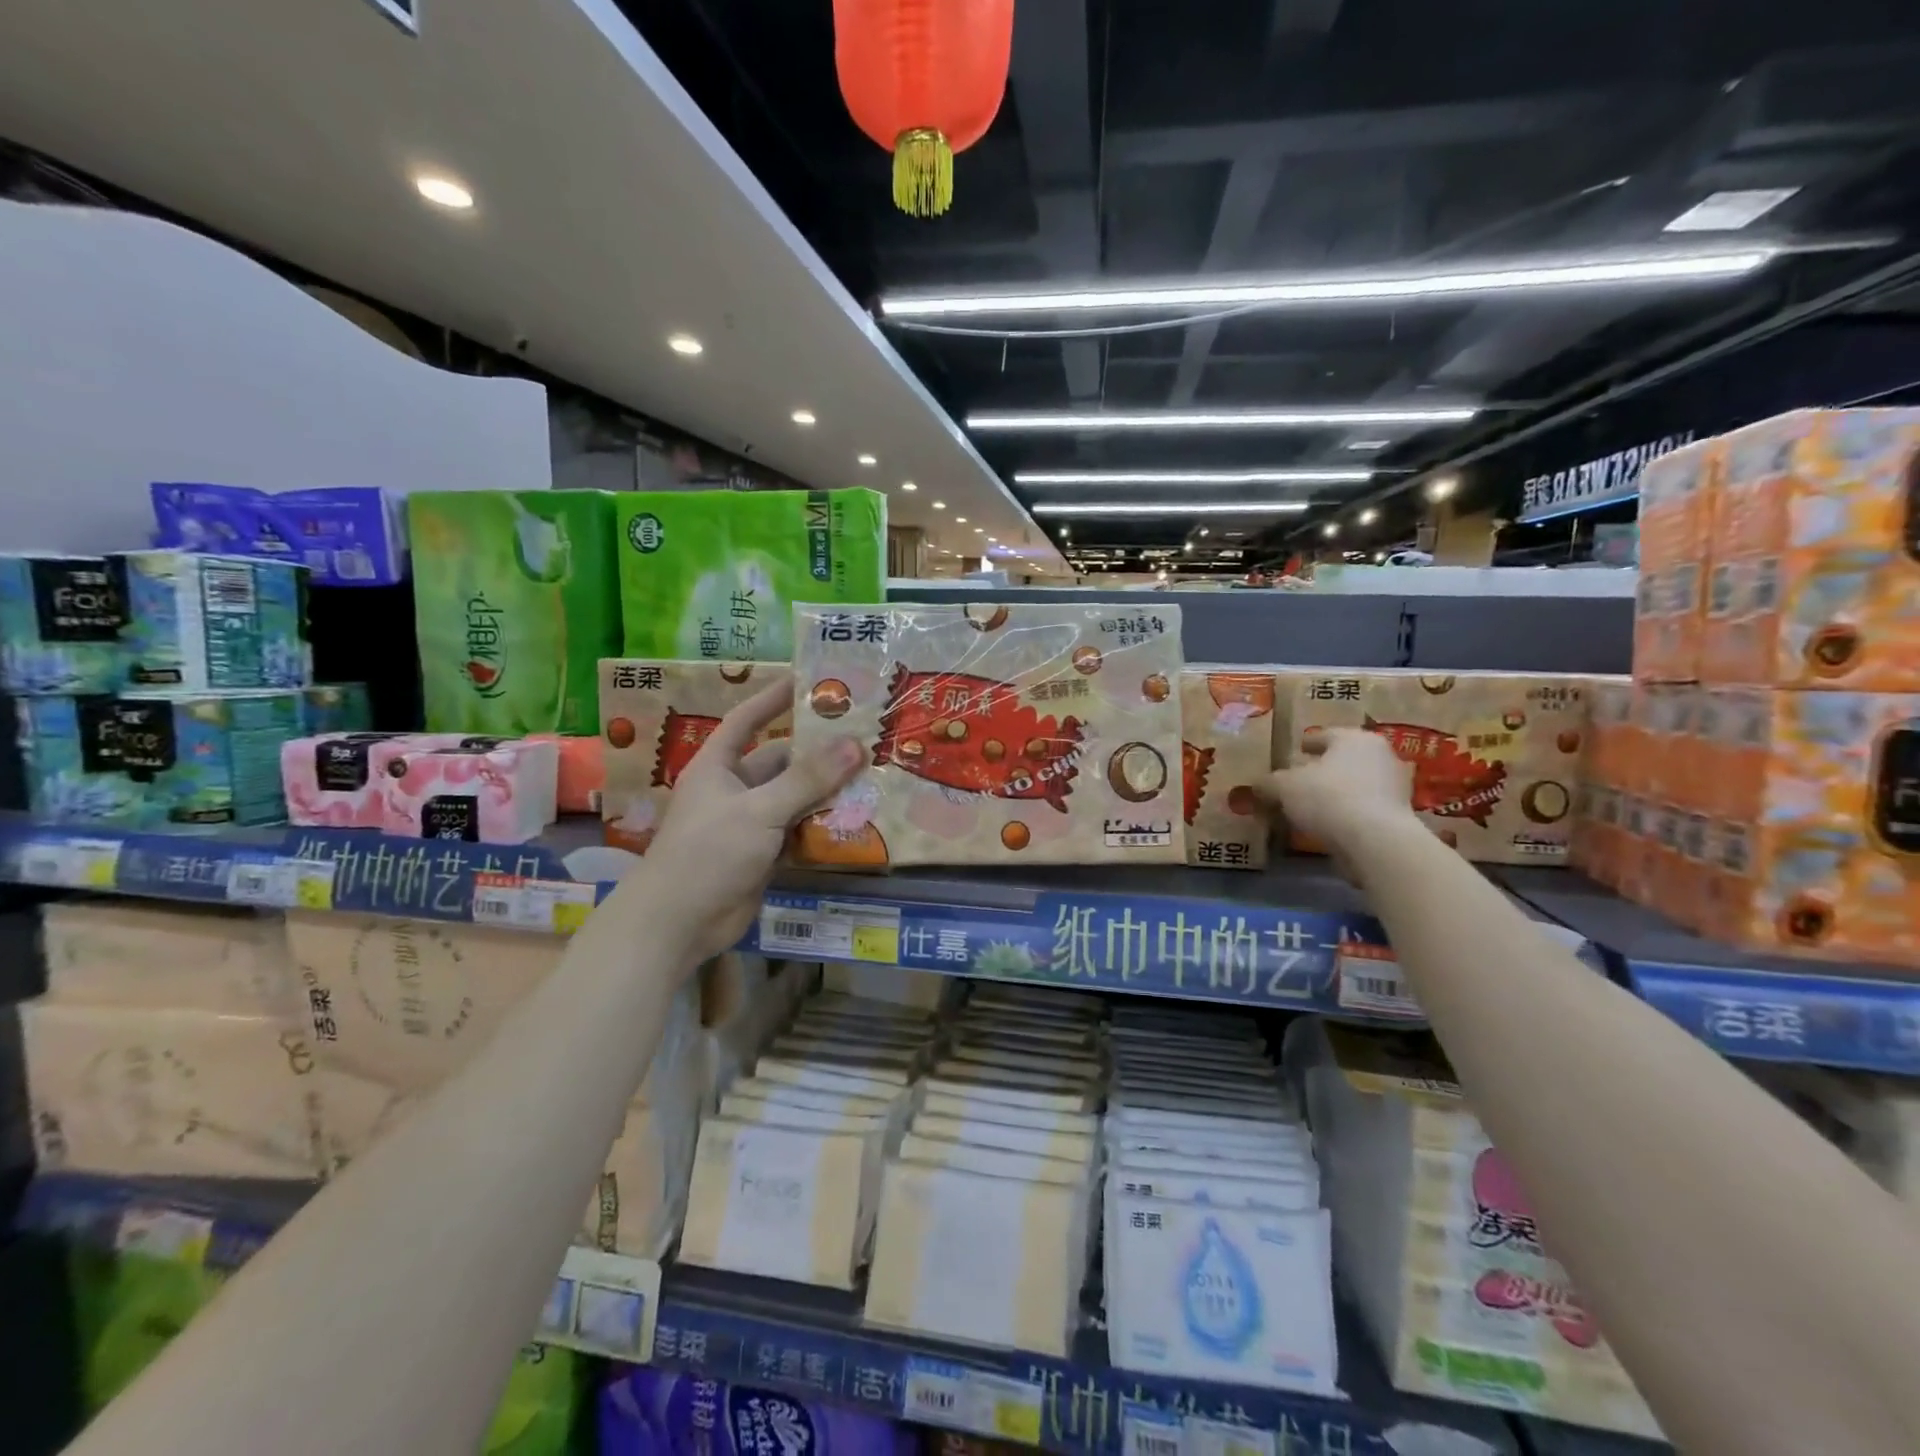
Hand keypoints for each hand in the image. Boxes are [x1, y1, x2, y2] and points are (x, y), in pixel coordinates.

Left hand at [630, 676, 863, 962]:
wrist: (678, 924)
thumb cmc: (709, 852)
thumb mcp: (759, 809)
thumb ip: (807, 779)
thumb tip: (854, 744)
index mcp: (718, 766)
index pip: (747, 720)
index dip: (773, 699)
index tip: (807, 680)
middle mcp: (734, 789)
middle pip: (780, 761)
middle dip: (817, 752)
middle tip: (862, 737)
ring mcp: (749, 823)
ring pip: (794, 797)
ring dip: (825, 790)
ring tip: (871, 774)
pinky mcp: (764, 854)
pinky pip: (798, 830)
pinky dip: (822, 825)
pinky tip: (856, 818)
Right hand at [1257, 727, 1416, 863]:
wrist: (1375, 840)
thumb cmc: (1327, 797)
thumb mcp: (1284, 786)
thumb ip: (1269, 783)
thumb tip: (1258, 785)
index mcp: (1354, 738)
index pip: (1325, 735)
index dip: (1307, 743)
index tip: (1296, 750)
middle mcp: (1380, 755)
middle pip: (1343, 759)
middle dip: (1323, 769)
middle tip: (1300, 779)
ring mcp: (1394, 786)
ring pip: (1356, 784)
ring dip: (1336, 792)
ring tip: (1312, 806)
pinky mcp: (1399, 816)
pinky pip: (1363, 808)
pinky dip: (1347, 813)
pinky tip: (1329, 824)